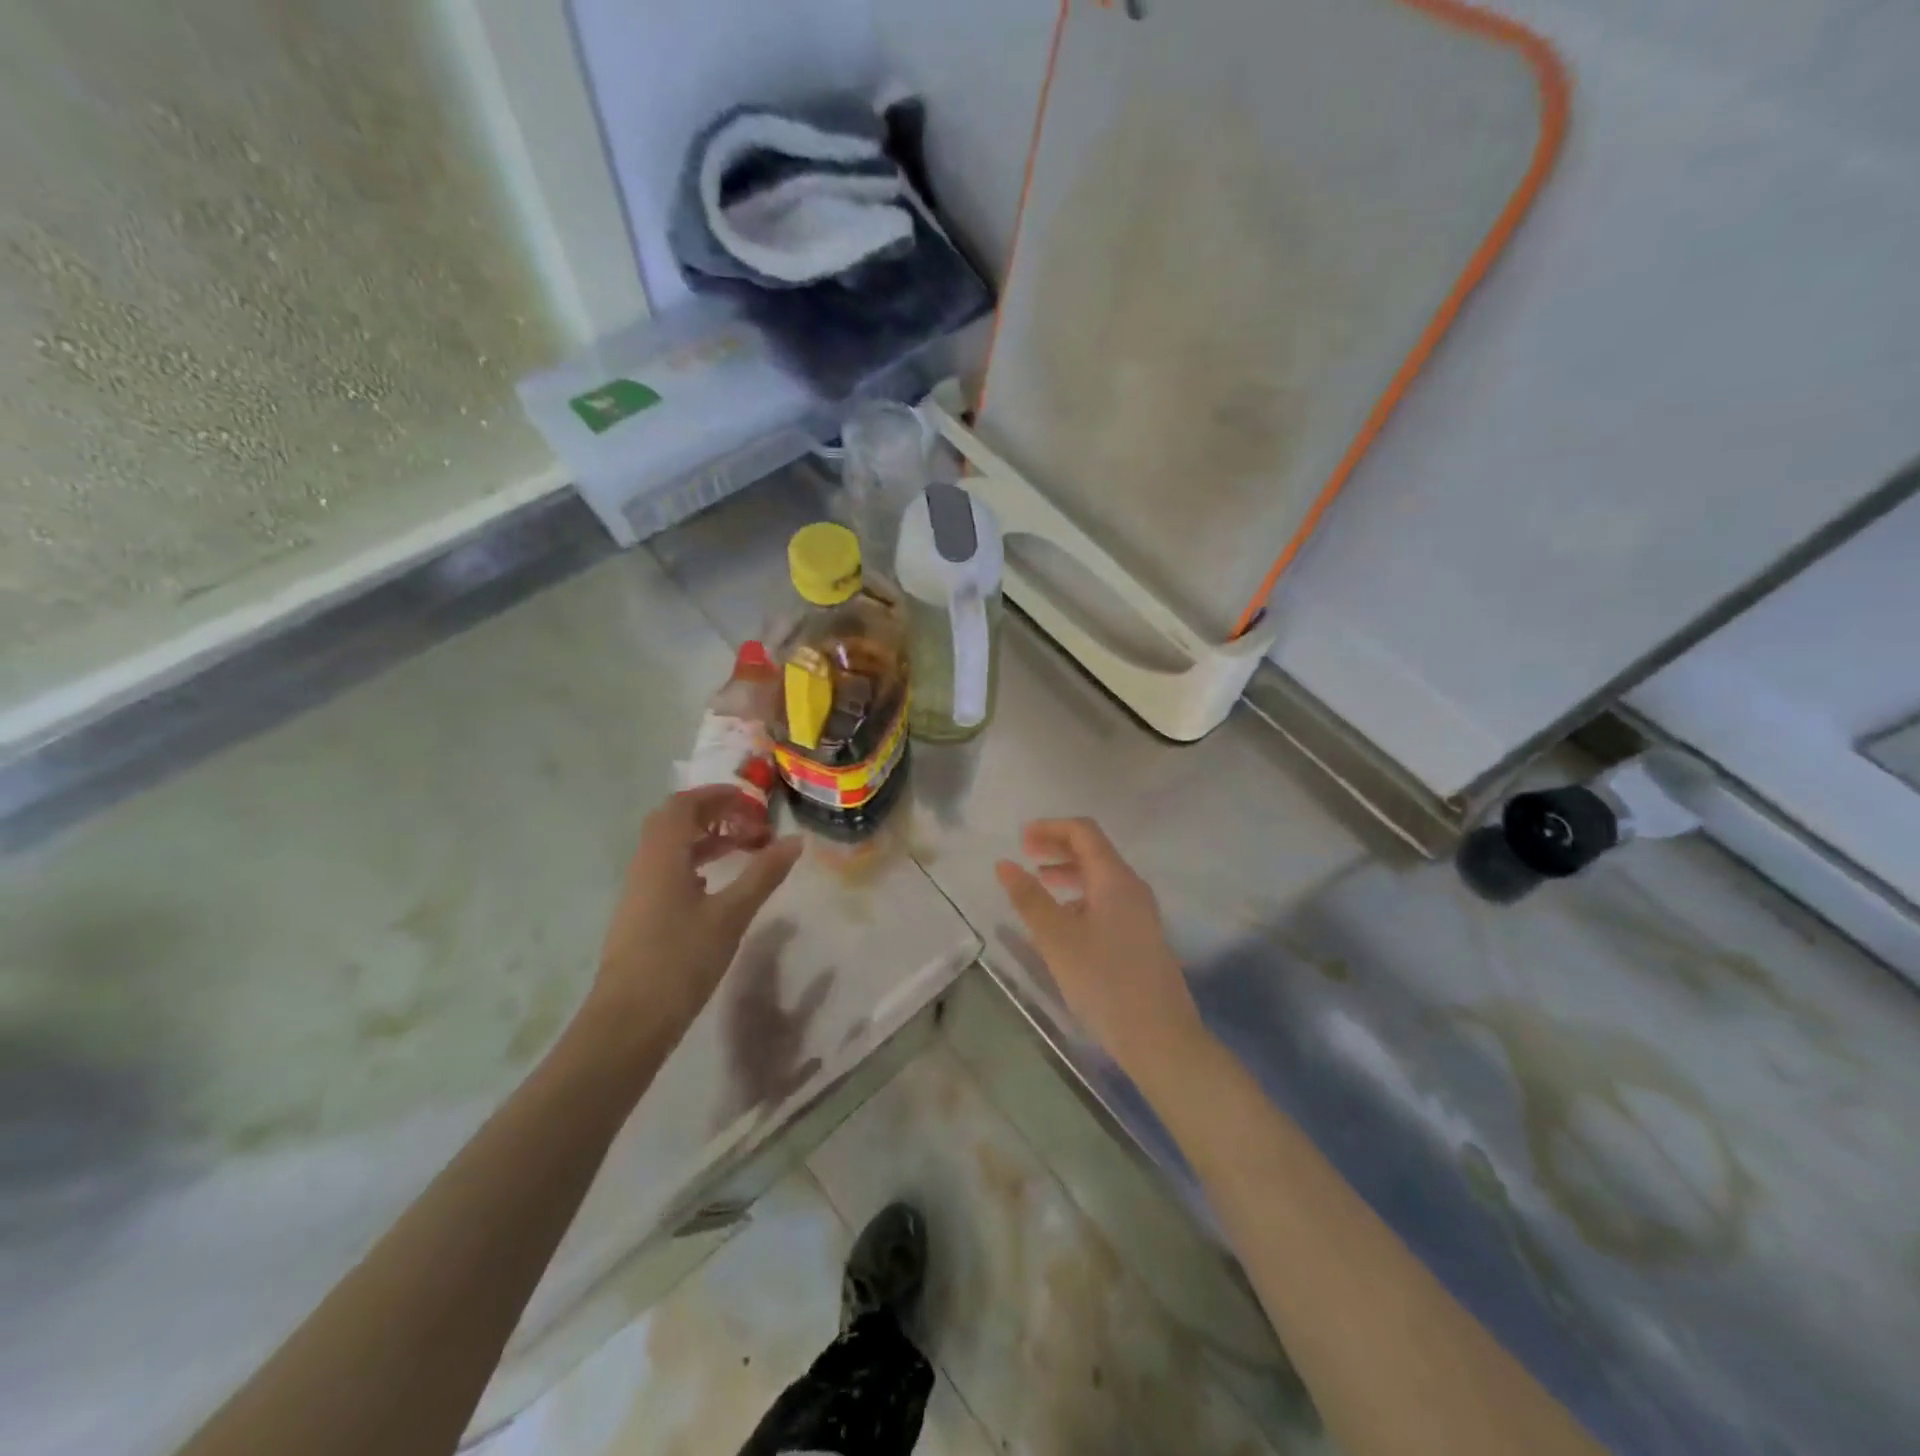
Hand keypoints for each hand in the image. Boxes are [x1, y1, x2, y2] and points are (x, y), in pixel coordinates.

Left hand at [590, 786, 803, 1052]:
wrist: (629, 1021)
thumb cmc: (680, 961)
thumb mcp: (731, 915)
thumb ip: (763, 874)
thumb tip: (795, 841)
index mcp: (662, 856)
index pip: (684, 805)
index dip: (718, 795)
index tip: (754, 802)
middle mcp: (645, 865)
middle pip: (675, 821)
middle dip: (714, 814)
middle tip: (751, 823)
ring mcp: (640, 891)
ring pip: (671, 847)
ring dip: (706, 839)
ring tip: (743, 848)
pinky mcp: (642, 914)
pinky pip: (668, 870)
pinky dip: (695, 863)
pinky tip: (717, 883)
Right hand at [995, 818, 1206, 1081]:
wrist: (1160, 1036)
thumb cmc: (1104, 981)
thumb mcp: (1057, 938)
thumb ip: (1029, 898)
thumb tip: (1004, 864)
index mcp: (1115, 879)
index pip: (1084, 832)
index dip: (1050, 828)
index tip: (1020, 839)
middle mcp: (1132, 887)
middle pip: (1094, 851)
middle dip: (1058, 847)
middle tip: (1026, 856)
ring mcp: (1141, 913)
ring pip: (1101, 878)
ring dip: (1068, 873)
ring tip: (1039, 885)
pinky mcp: (1142, 937)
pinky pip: (1107, 901)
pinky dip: (1080, 897)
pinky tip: (1063, 923)